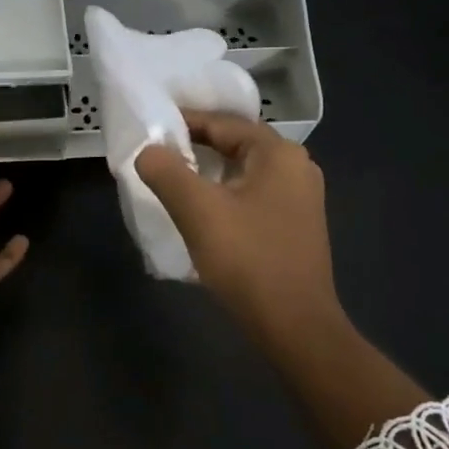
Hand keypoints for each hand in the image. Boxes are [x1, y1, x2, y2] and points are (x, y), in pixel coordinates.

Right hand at [136, 112, 344, 361]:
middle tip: (157, 154)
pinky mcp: (296, 225)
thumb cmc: (248, 260)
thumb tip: (148, 150)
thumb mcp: (198, 211)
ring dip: (209, 172)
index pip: (224, 123)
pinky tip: (202, 211)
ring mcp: (300, 198)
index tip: (151, 129)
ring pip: (244, 171)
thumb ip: (167, 172)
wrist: (295, 326)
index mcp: (279, 154)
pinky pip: (253, 195)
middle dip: (196, 146)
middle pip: (236, 144)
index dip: (185, 122)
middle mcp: (296, 167)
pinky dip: (225, 194)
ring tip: (172, 180)